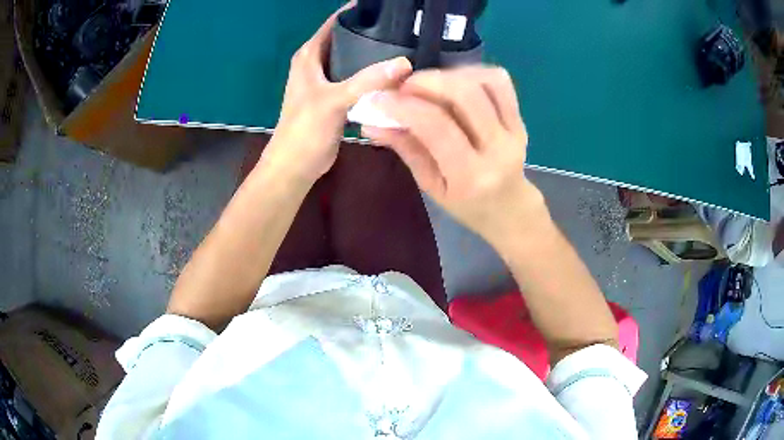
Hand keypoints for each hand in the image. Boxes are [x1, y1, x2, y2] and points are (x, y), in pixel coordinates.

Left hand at [262, 4, 412, 183]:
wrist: (296, 165)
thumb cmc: (305, 130)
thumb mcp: (334, 101)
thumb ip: (367, 80)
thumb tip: (404, 63)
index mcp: (309, 55)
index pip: (334, 22)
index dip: (356, 13)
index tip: (385, 10)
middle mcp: (317, 62)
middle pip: (346, 38)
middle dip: (371, 32)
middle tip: (403, 30)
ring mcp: (327, 80)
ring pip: (353, 59)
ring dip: (373, 54)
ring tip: (404, 47)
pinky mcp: (336, 96)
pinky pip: (357, 78)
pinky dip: (372, 75)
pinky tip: (394, 75)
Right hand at [362, 66, 542, 241]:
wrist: (509, 208)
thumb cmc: (466, 205)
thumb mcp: (431, 186)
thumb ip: (406, 149)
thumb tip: (371, 123)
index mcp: (471, 176)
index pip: (436, 126)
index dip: (404, 106)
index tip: (379, 98)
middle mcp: (498, 149)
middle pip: (465, 95)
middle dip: (427, 81)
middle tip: (404, 86)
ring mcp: (514, 131)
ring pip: (485, 82)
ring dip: (450, 74)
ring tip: (429, 83)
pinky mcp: (521, 119)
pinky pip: (500, 82)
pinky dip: (473, 72)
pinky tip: (455, 81)